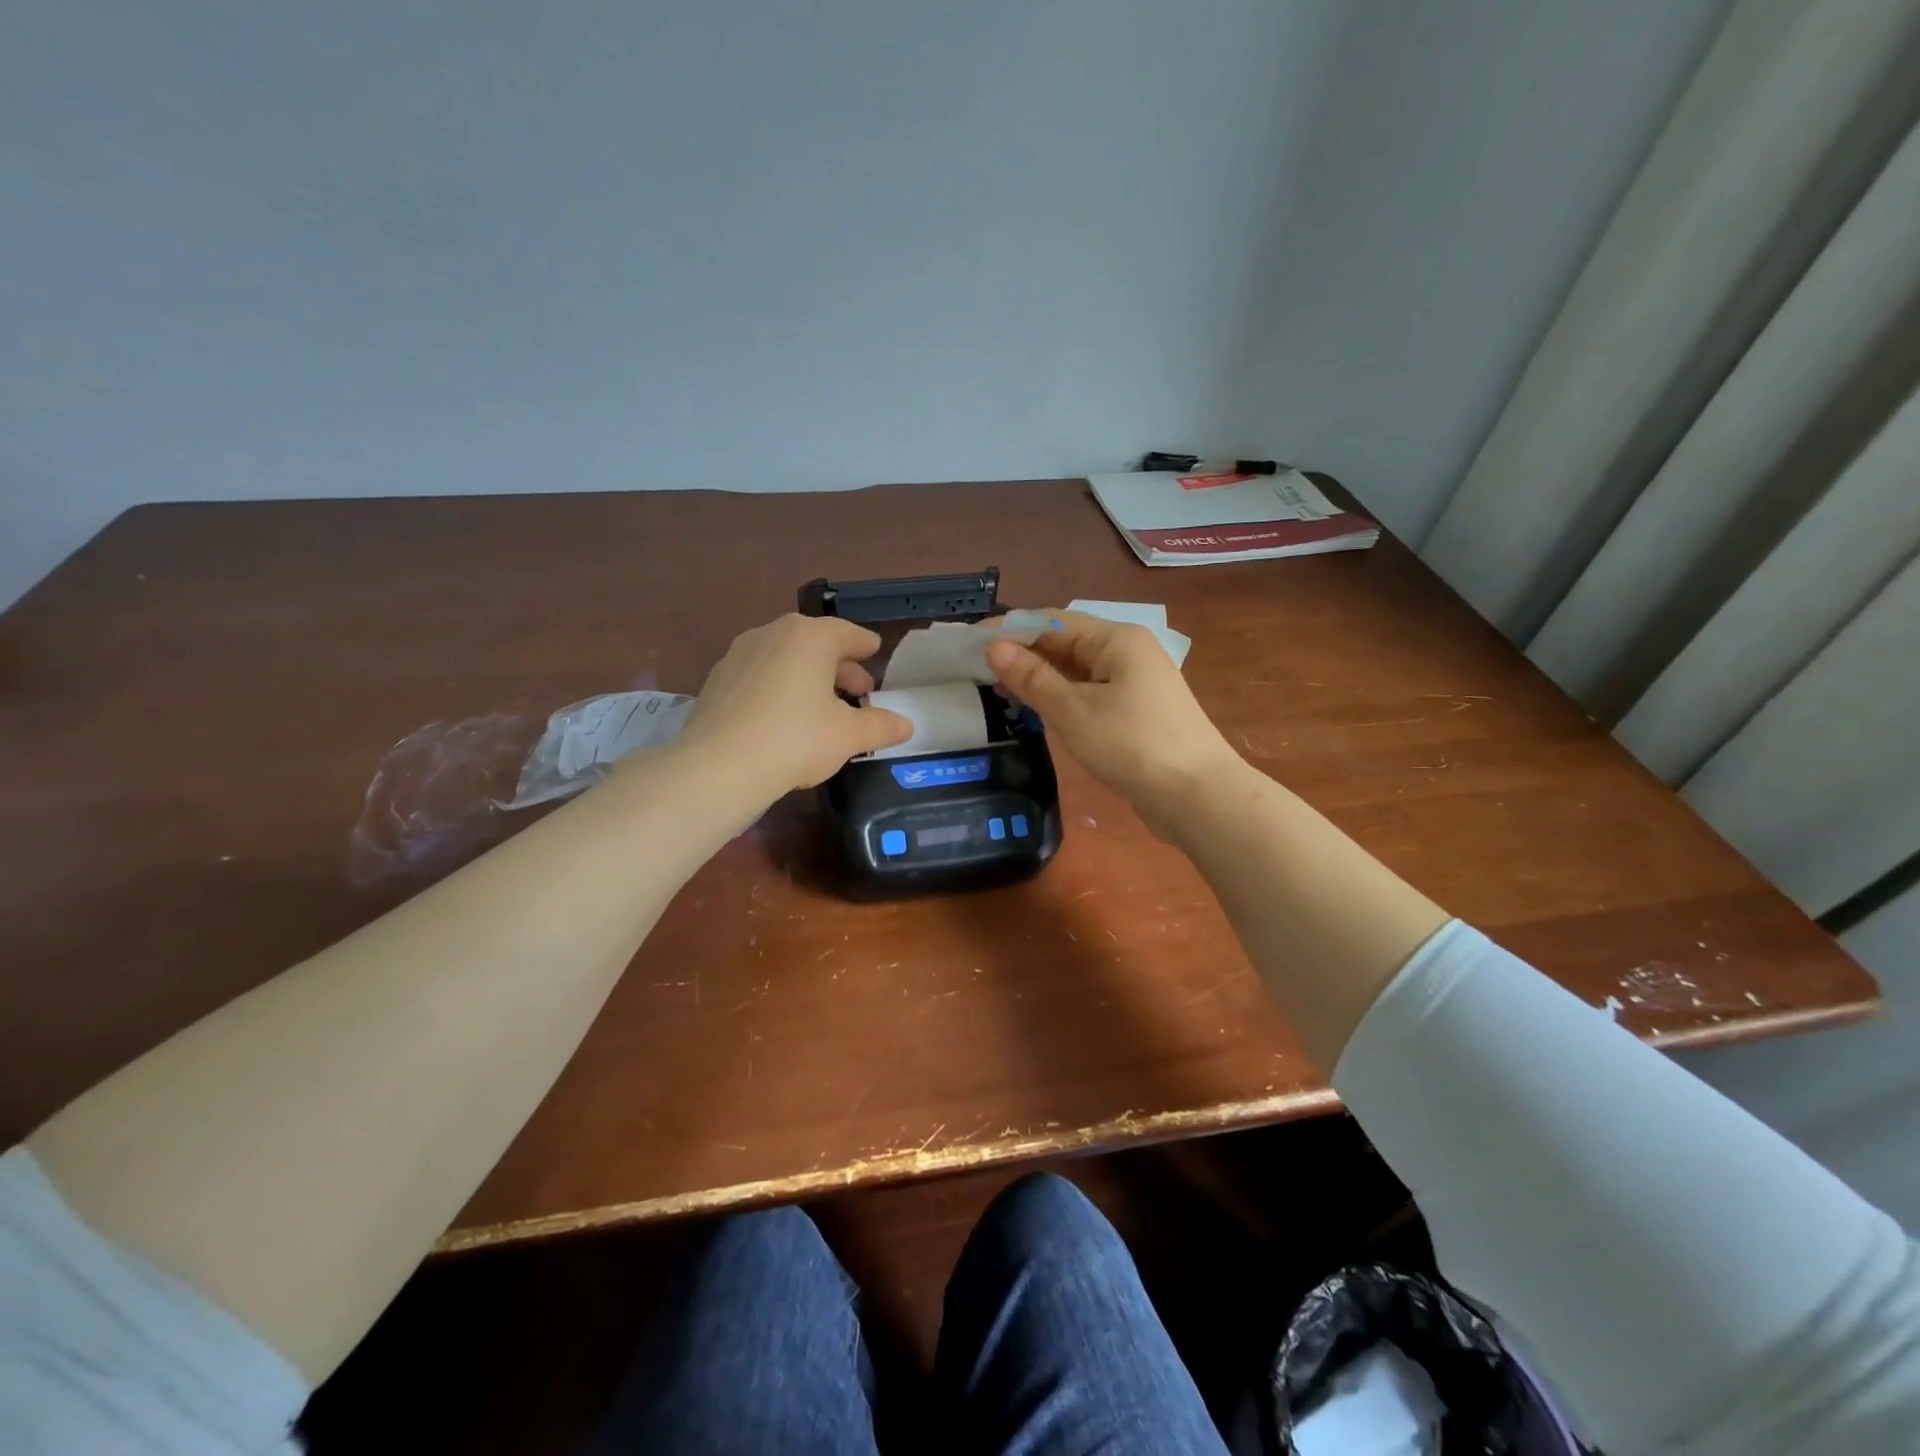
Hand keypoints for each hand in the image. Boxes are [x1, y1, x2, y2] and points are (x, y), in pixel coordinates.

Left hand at [677, 614, 912, 795]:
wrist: (719, 765)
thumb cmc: (796, 739)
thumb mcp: (849, 735)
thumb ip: (881, 726)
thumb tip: (907, 725)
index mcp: (809, 637)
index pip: (847, 633)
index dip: (865, 645)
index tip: (875, 651)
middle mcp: (772, 634)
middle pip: (815, 644)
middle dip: (839, 666)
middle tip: (858, 691)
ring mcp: (739, 654)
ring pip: (785, 658)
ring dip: (808, 676)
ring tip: (823, 705)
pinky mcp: (717, 680)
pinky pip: (760, 676)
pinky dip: (779, 687)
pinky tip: (785, 716)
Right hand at [985, 609, 1241, 832]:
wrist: (1196, 795)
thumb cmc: (1132, 744)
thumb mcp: (1073, 710)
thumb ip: (1032, 677)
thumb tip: (994, 647)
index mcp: (1116, 639)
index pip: (1054, 620)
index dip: (1012, 628)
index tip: (974, 641)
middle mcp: (1128, 652)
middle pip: (1067, 643)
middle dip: (1025, 654)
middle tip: (981, 671)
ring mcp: (1136, 683)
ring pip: (1078, 671)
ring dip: (1042, 678)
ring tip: (1002, 692)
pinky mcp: (1137, 712)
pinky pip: (1091, 693)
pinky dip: (1063, 698)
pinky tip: (1039, 711)